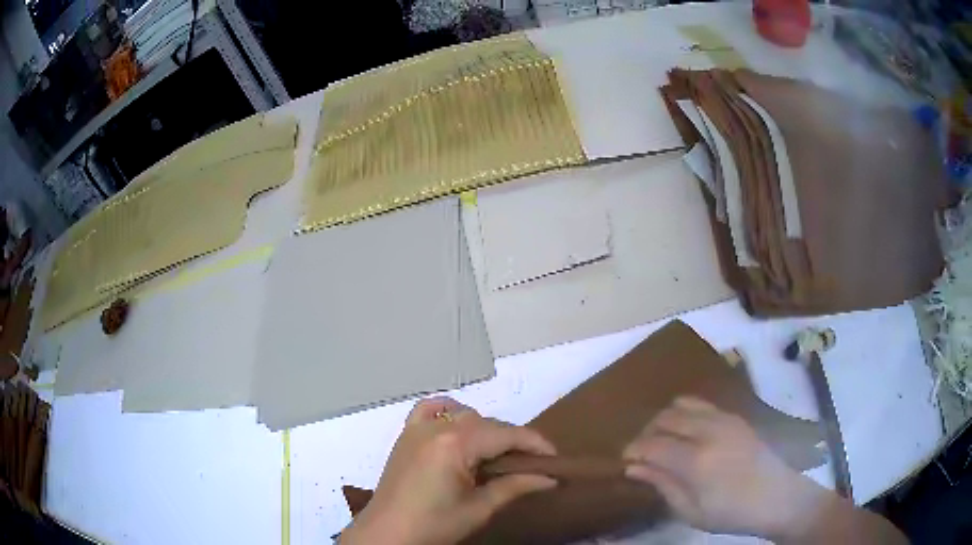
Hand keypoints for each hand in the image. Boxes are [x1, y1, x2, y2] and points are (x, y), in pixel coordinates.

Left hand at [342, 397, 556, 544]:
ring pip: (463, 415)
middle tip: (531, 464)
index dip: (535, 444)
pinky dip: (449, 412)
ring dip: (485, 429)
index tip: (555, 458)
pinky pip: (431, 409)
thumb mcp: (479, 508)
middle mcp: (436, 427)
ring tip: (497, 454)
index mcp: (455, 443)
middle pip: (487, 423)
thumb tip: (550, 479)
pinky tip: (459, 427)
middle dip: (513, 440)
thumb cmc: (434, 525)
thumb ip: (515, 487)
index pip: (506, 434)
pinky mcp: (406, 435)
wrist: (388, 534)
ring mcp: (417, 428)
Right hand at [622, 397, 826, 538]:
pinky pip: (702, 403)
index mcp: (695, 461)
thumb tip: (633, 468)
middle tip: (642, 452)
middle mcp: (708, 431)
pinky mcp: (735, 417)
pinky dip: (686, 412)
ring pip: (682, 404)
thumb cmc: (731, 513)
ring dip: (665, 419)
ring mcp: (724, 419)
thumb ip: (662, 485)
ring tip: (663, 439)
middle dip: (646, 432)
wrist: (777, 497)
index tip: (624, 460)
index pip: (652, 444)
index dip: (633, 450)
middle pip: (665, 417)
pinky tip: (687, 432)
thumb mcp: (691, 511)